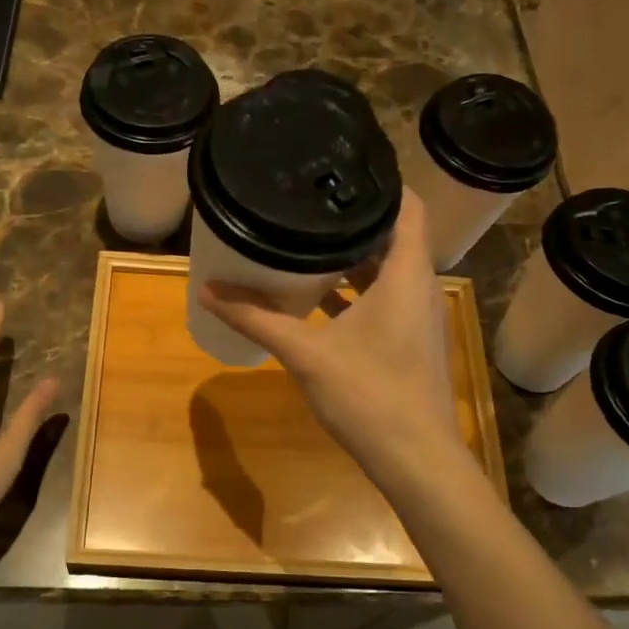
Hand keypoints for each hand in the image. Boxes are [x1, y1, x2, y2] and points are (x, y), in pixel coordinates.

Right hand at [200, 190, 464, 492]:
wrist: (417, 460)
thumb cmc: (369, 395)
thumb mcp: (305, 353)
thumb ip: (257, 319)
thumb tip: (208, 291)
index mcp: (406, 274)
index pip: (407, 206)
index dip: (379, 182)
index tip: (339, 169)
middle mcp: (420, 287)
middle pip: (393, 236)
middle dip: (353, 220)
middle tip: (309, 203)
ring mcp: (419, 316)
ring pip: (387, 271)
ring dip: (352, 259)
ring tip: (307, 241)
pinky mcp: (412, 341)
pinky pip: (384, 300)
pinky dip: (356, 292)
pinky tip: (318, 298)